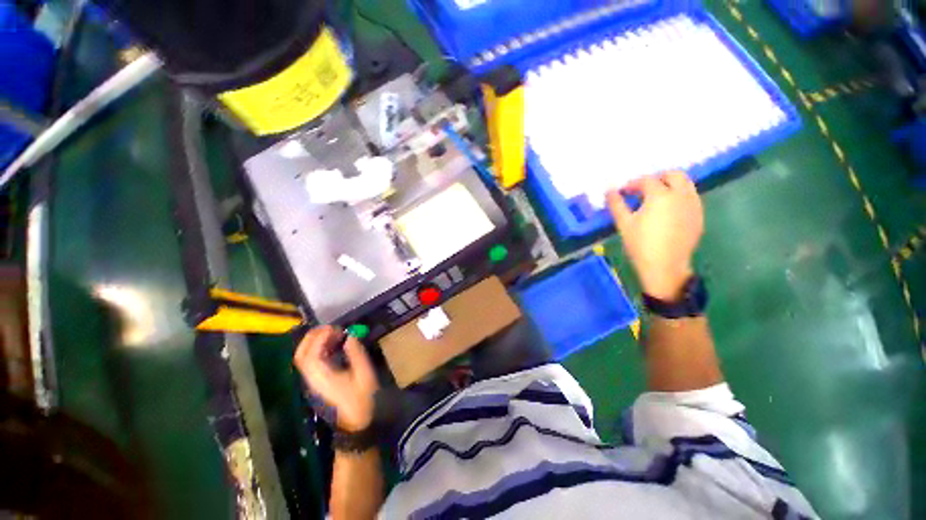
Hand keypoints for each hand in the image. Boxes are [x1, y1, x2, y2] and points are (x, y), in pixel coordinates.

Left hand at [294, 326, 378, 431]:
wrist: (356, 426)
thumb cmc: (362, 400)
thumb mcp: (364, 374)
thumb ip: (356, 353)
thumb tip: (350, 337)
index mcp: (321, 378)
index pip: (310, 354)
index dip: (320, 337)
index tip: (336, 328)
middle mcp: (311, 379)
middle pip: (301, 355)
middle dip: (313, 337)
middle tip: (331, 327)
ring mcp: (312, 382)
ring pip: (304, 358)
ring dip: (316, 342)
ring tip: (334, 334)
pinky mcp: (317, 384)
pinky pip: (311, 363)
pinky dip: (319, 350)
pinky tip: (333, 346)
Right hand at [607, 171, 702, 300]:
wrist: (665, 267)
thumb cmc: (641, 244)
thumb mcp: (624, 223)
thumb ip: (616, 204)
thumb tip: (609, 190)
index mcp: (661, 195)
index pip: (647, 181)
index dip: (633, 184)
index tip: (623, 192)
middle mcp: (681, 195)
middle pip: (674, 175)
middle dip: (658, 178)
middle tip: (643, 189)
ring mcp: (693, 205)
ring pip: (686, 185)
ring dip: (671, 185)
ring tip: (655, 199)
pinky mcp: (699, 216)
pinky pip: (691, 198)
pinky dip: (679, 197)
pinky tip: (667, 211)